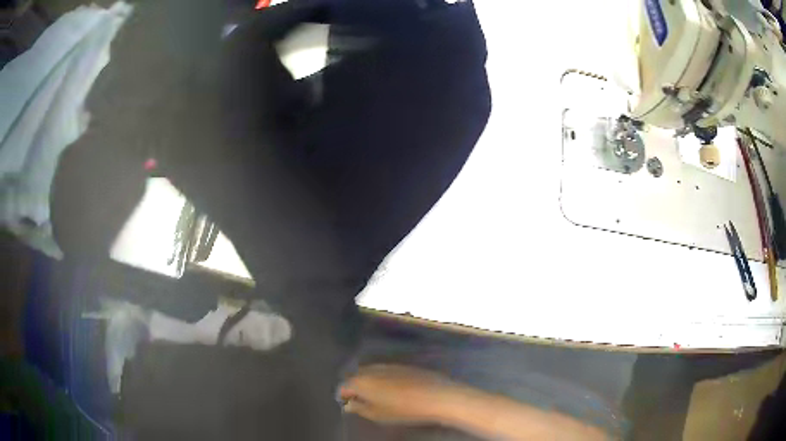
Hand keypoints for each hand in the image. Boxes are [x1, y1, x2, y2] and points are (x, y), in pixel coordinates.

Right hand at [339, 365, 465, 424]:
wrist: (435, 396)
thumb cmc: (403, 409)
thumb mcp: (378, 414)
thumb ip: (359, 408)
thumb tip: (348, 404)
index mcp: (361, 381)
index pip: (344, 386)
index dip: (343, 396)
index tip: (348, 405)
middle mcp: (371, 369)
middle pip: (356, 376)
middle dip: (355, 387)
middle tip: (361, 401)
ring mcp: (388, 365)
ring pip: (370, 372)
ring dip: (369, 382)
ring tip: (377, 396)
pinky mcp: (402, 365)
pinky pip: (384, 371)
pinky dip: (382, 379)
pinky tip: (391, 389)